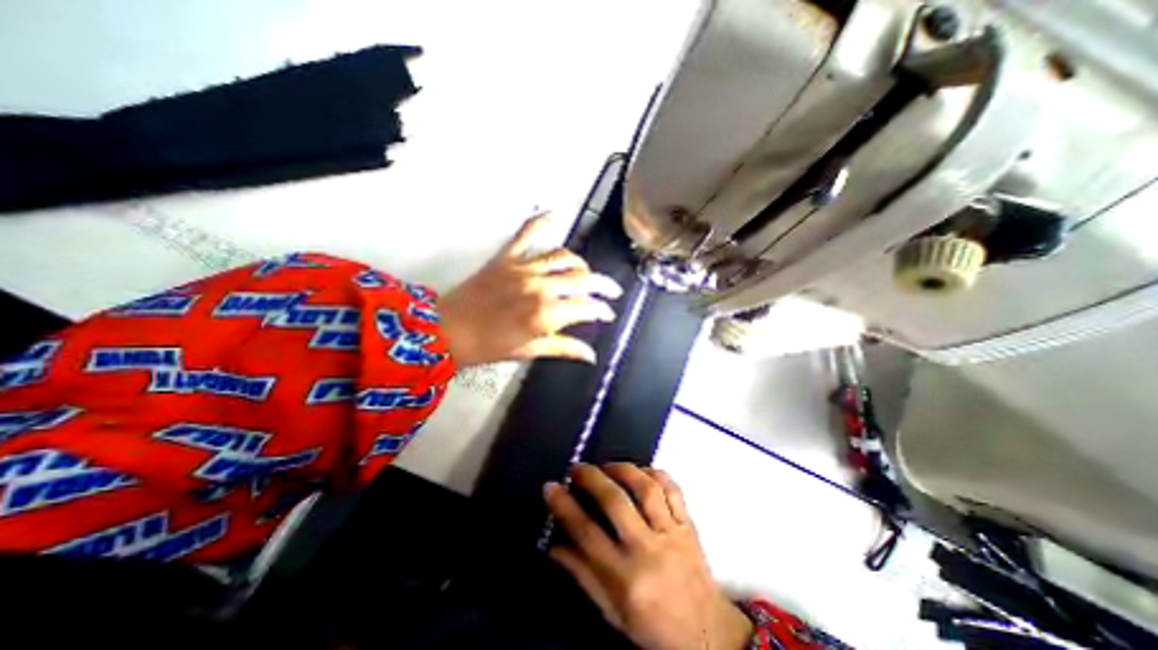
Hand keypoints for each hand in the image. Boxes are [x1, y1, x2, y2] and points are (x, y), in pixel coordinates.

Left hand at [440, 211, 623, 365]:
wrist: (447, 331)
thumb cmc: (487, 346)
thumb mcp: (530, 351)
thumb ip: (563, 348)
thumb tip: (589, 354)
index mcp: (546, 313)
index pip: (587, 307)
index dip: (602, 311)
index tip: (607, 314)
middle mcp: (540, 286)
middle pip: (582, 279)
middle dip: (603, 285)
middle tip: (611, 291)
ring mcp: (523, 268)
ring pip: (564, 257)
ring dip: (581, 264)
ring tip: (587, 272)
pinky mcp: (507, 258)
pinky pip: (527, 234)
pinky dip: (541, 222)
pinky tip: (553, 215)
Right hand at [542, 464, 752, 645]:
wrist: (709, 636)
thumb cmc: (654, 627)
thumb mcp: (612, 613)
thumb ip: (583, 575)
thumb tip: (553, 545)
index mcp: (626, 579)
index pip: (587, 533)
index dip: (564, 506)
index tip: (551, 486)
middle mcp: (648, 550)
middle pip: (616, 501)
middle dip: (591, 478)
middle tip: (577, 468)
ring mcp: (672, 533)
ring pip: (646, 488)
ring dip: (623, 469)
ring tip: (607, 465)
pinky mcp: (689, 524)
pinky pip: (673, 489)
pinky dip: (655, 473)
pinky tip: (640, 470)